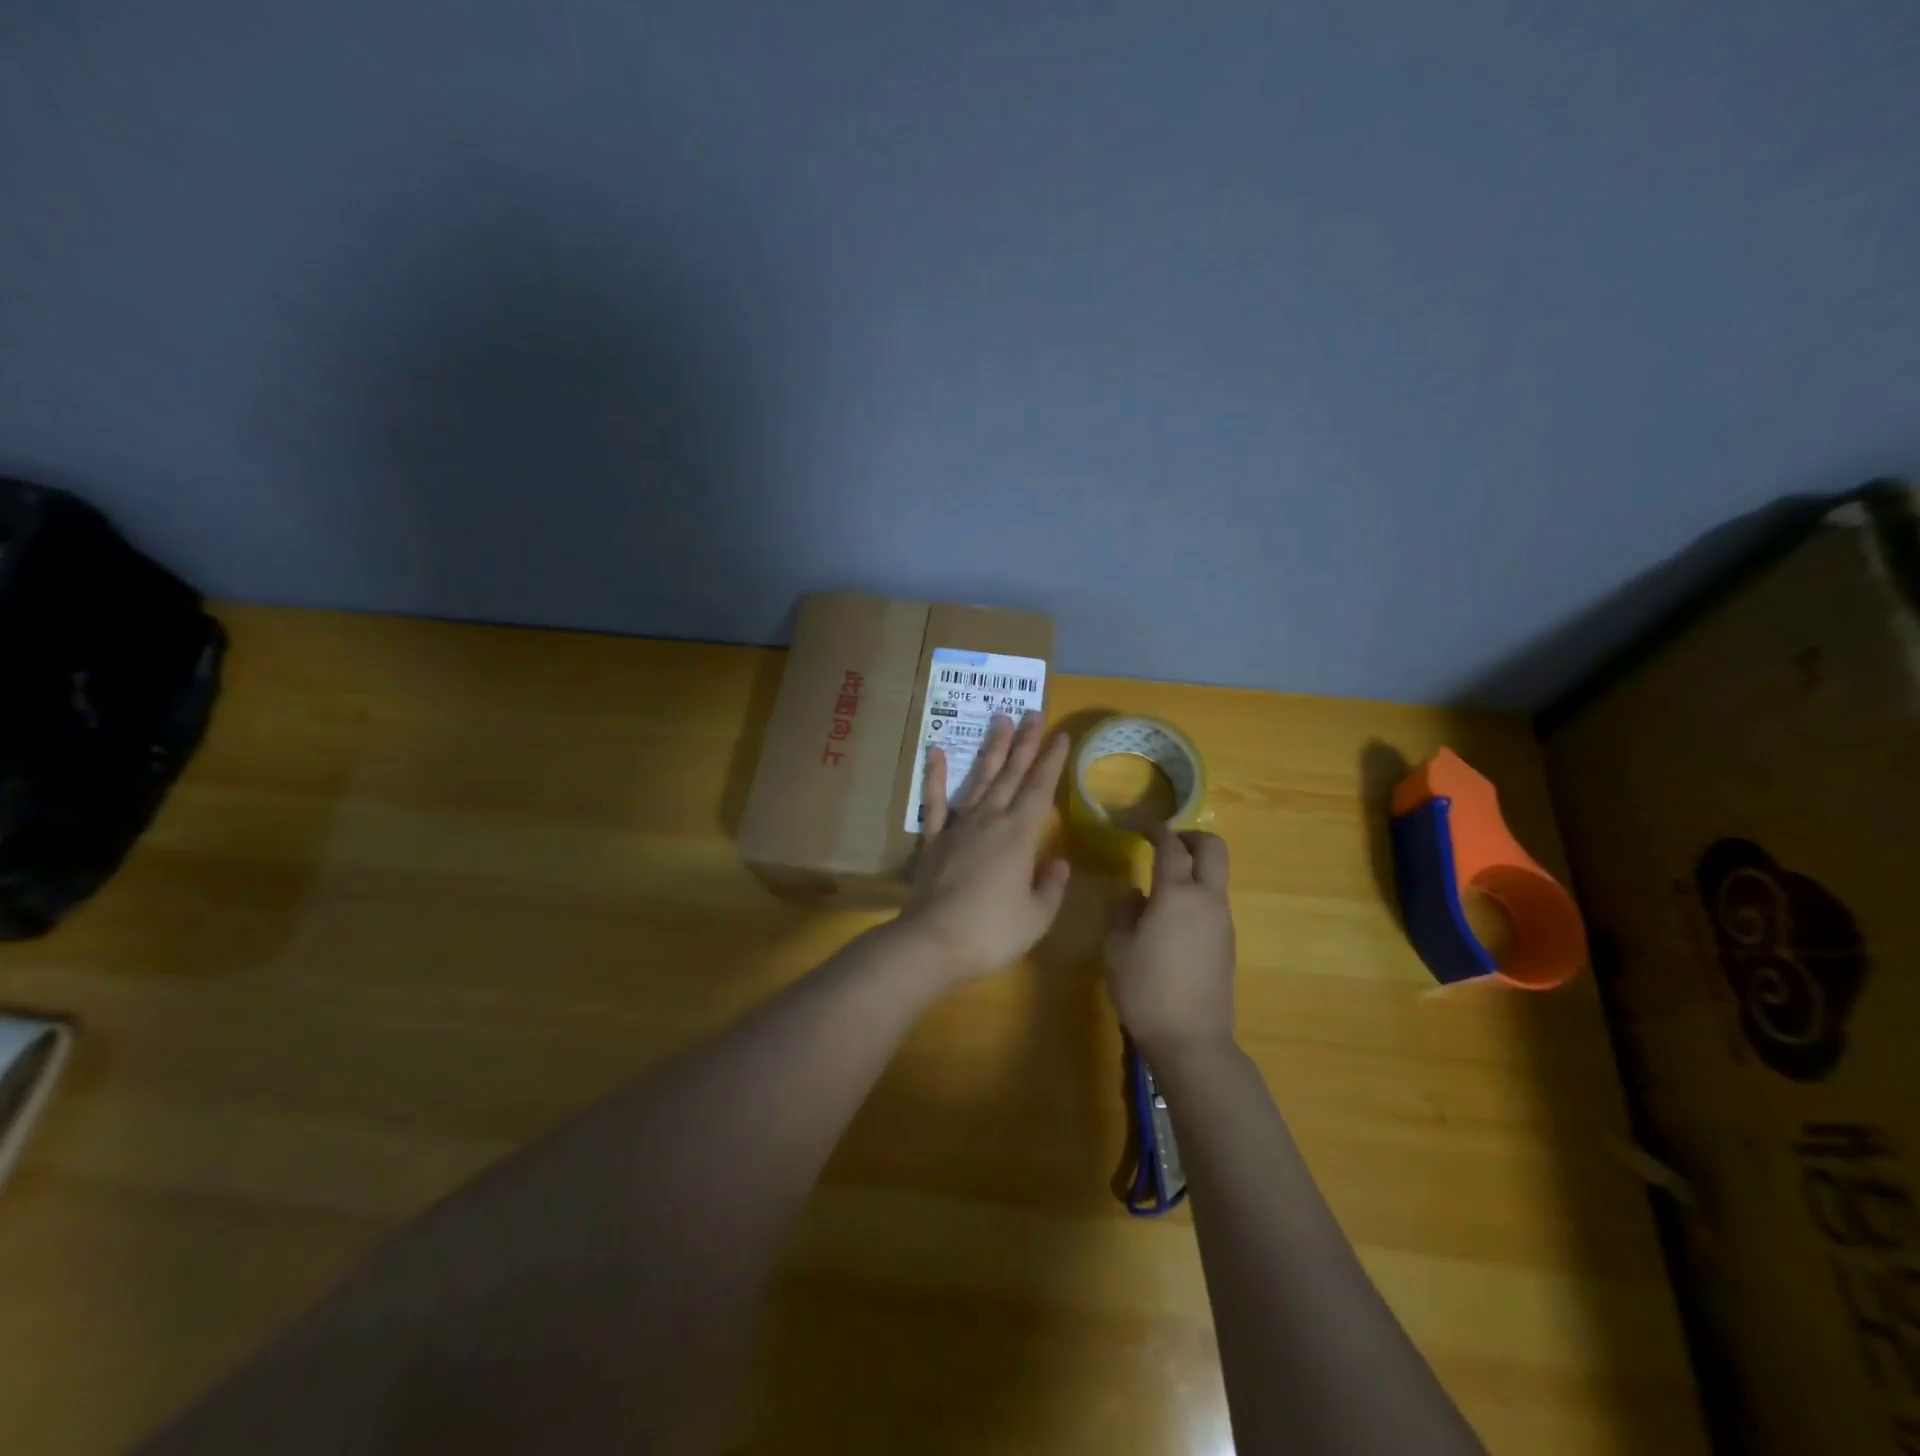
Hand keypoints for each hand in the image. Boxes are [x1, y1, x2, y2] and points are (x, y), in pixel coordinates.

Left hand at [900, 712, 1070, 983]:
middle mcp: (990, 820)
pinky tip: (936, 751)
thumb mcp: (1036, 917)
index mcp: (1019, 835)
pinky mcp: (933, 839)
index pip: (1040, 789)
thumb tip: (1058, 862)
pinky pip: (935, 801)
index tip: (1062, 734)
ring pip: (979, 779)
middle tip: (1034, 712)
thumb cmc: (992, 932)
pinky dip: (935, 775)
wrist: (932, 942)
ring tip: (1001, 720)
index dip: (1052, 761)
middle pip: (1011, 774)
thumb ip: (1050, 886)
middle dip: (1025, 743)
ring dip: (992, 749)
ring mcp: (959, 827)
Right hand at [1104, 824, 1236, 1056]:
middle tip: (1166, 844)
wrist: (1191, 1039)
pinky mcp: (1228, 943)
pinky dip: (1197, 894)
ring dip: (1195, 868)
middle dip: (1191, 837)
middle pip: (1214, 849)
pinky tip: (1172, 919)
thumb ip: (1123, 911)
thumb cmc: (1145, 989)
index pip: (1171, 846)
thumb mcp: (1116, 947)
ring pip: (1217, 877)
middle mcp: (1207, 900)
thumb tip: (1135, 895)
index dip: (1156, 830)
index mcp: (1177, 894)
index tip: (1142, 826)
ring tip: (1162, 885)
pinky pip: (1214, 903)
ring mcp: (1223, 922)